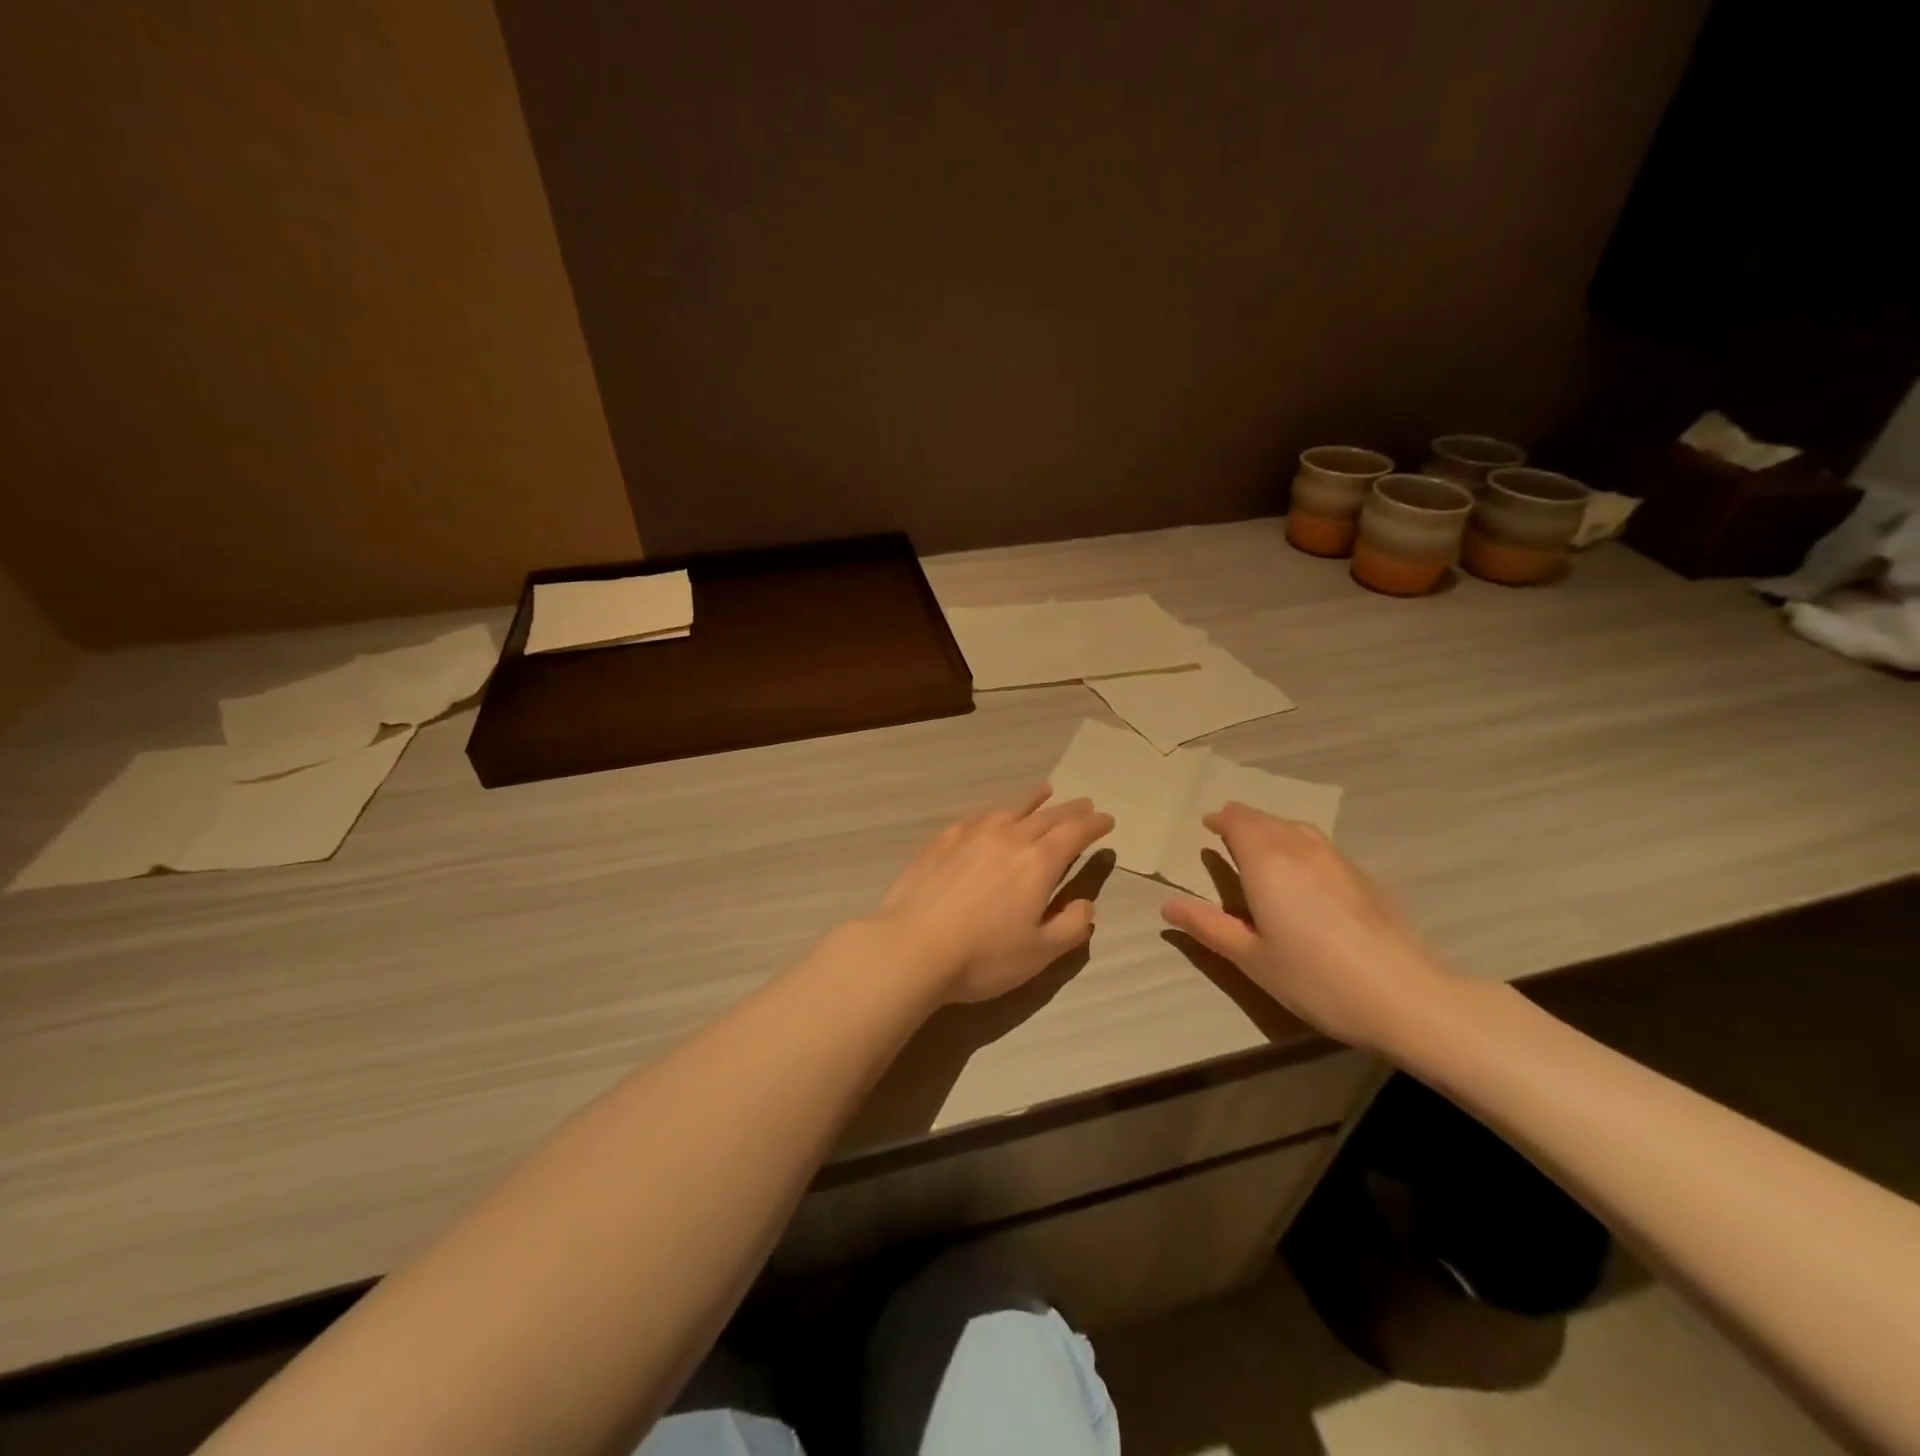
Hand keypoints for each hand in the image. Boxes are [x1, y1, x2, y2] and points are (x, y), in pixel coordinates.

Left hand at [874, 787, 1114, 1004]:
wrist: (912, 947)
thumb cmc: (983, 956)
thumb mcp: (1040, 953)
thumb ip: (1071, 926)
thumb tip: (1085, 903)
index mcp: (1038, 863)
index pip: (1074, 833)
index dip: (1094, 825)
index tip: (1107, 820)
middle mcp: (1008, 838)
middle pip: (1046, 816)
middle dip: (1069, 809)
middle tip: (1084, 803)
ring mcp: (971, 835)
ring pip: (1009, 809)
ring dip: (1032, 799)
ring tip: (1044, 792)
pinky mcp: (941, 841)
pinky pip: (976, 817)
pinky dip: (994, 811)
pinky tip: (992, 815)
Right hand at [1159, 803, 1456, 1052]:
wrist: (1405, 996)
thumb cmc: (1315, 978)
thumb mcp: (1251, 958)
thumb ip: (1208, 927)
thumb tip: (1167, 907)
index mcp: (1267, 863)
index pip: (1239, 822)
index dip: (1222, 819)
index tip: (1208, 824)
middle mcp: (1300, 849)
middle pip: (1266, 820)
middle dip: (1243, 820)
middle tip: (1226, 828)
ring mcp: (1337, 860)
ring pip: (1296, 828)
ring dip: (1272, 827)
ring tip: (1260, 841)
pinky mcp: (1363, 877)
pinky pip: (1319, 844)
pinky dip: (1298, 842)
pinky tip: (1302, 868)